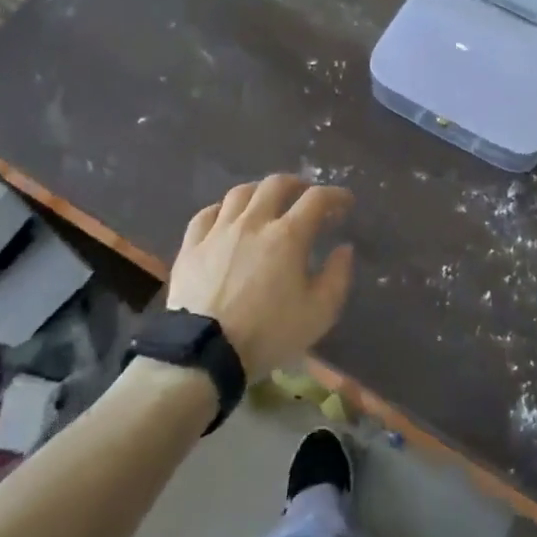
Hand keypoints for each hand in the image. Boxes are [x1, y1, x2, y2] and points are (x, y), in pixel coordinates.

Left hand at [167, 174, 354, 378]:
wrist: (204, 353)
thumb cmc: (268, 334)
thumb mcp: (319, 313)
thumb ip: (337, 277)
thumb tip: (343, 248)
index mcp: (288, 236)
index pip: (316, 199)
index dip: (335, 195)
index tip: (345, 201)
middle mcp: (253, 222)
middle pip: (276, 184)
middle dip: (296, 184)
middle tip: (304, 193)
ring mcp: (218, 231)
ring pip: (239, 193)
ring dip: (259, 191)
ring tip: (266, 200)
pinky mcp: (191, 246)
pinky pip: (206, 214)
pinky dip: (222, 210)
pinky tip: (226, 219)